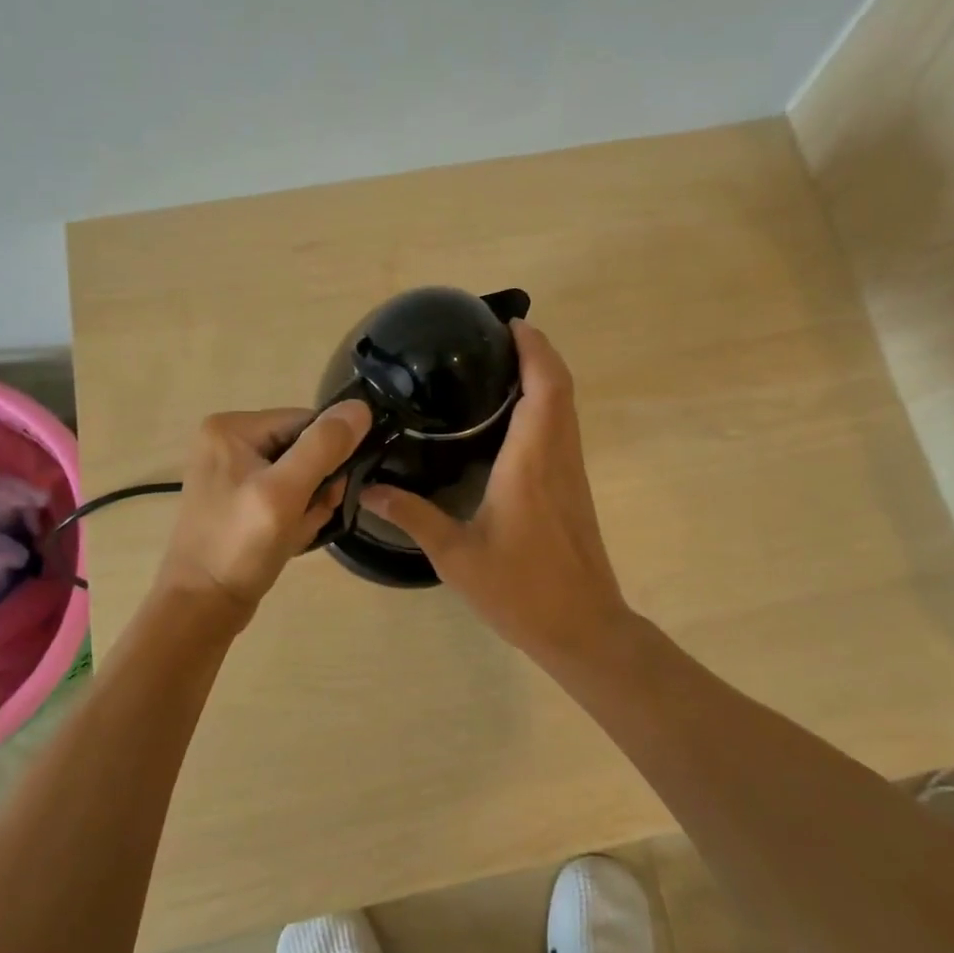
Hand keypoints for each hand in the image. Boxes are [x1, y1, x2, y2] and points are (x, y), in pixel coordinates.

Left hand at [152, 400, 373, 617]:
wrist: (202, 609)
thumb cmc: (240, 546)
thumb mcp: (286, 492)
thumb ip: (324, 446)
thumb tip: (361, 407)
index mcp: (231, 427)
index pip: (306, 422)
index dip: (328, 455)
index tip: (329, 492)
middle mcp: (228, 441)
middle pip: (303, 449)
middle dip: (316, 486)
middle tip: (306, 517)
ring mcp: (231, 472)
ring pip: (298, 475)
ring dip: (308, 505)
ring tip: (295, 532)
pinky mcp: (238, 499)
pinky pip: (284, 495)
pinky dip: (295, 516)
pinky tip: (288, 538)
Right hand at [361, 322, 632, 651]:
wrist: (583, 628)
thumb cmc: (521, 591)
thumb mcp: (456, 556)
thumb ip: (413, 516)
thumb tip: (369, 488)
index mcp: (531, 462)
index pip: (544, 386)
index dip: (534, 348)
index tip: (509, 323)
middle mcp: (557, 456)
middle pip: (561, 386)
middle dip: (537, 351)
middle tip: (496, 337)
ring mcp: (571, 471)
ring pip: (567, 406)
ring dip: (544, 375)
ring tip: (501, 365)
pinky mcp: (574, 487)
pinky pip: (564, 427)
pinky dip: (547, 403)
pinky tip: (513, 416)